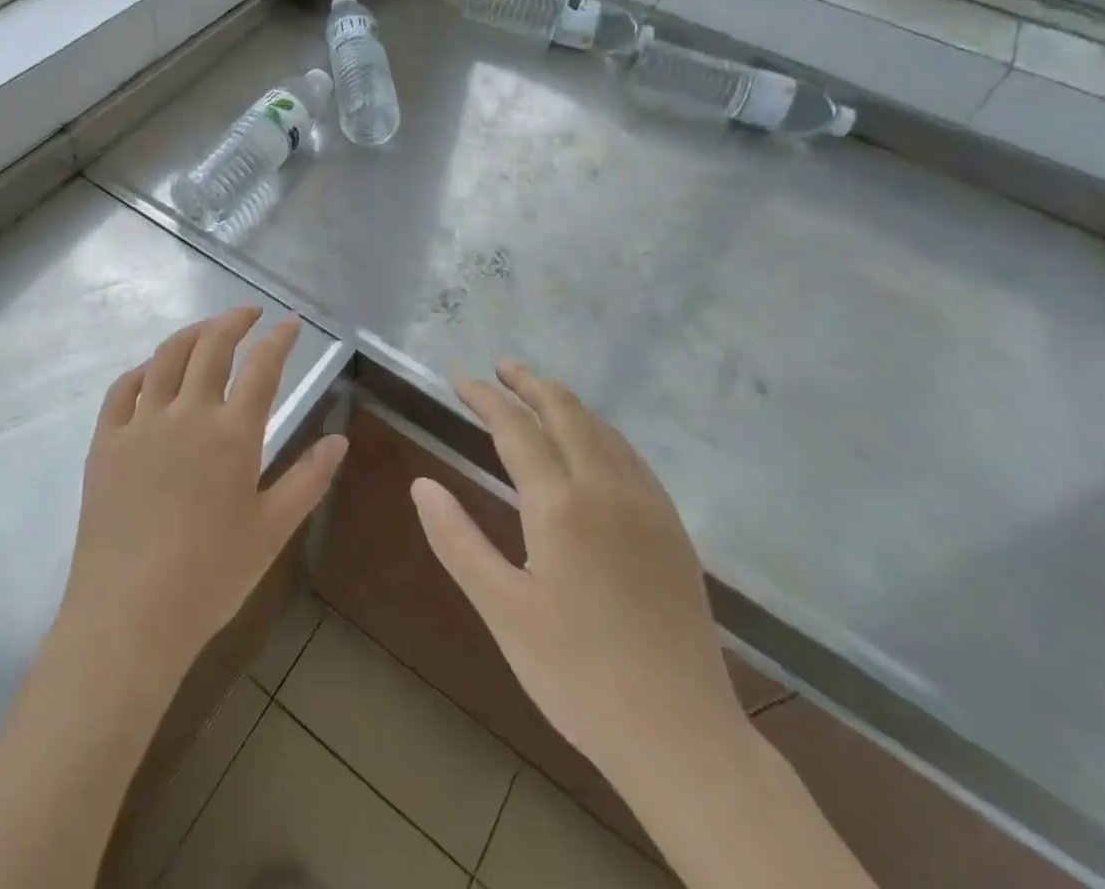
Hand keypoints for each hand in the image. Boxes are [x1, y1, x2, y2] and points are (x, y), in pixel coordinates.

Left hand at [55, 307, 347, 684]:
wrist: (129, 616)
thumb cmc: (210, 577)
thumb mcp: (272, 531)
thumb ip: (308, 480)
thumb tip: (340, 440)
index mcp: (233, 435)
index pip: (263, 368)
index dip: (280, 340)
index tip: (291, 323)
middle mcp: (187, 414)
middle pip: (212, 346)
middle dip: (235, 320)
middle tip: (250, 313)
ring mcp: (141, 424)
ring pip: (166, 357)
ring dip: (191, 334)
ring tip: (207, 329)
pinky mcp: (106, 441)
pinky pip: (122, 389)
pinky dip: (141, 369)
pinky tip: (152, 371)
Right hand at [410, 362, 742, 788]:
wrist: (681, 735)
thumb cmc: (577, 675)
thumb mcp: (502, 610)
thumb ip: (457, 540)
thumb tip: (422, 484)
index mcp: (560, 504)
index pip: (515, 428)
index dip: (485, 398)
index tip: (461, 379)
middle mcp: (606, 488)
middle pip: (565, 412)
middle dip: (530, 383)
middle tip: (501, 368)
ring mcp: (647, 505)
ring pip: (602, 428)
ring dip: (566, 402)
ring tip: (539, 393)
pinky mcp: (672, 527)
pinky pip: (631, 455)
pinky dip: (601, 430)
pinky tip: (594, 442)